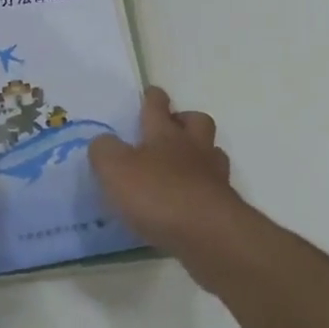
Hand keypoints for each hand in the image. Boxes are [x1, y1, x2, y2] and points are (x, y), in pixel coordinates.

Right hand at [88, 86, 245, 256]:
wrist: (208, 235)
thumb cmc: (157, 194)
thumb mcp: (115, 169)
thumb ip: (104, 151)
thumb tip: (104, 142)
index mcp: (164, 134)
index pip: (157, 106)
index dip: (153, 97)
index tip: (151, 92)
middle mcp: (193, 149)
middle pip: (197, 122)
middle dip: (185, 120)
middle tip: (171, 129)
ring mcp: (214, 177)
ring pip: (212, 153)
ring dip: (200, 154)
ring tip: (182, 167)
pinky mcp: (224, 207)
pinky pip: (215, 188)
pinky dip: (203, 189)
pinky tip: (189, 202)